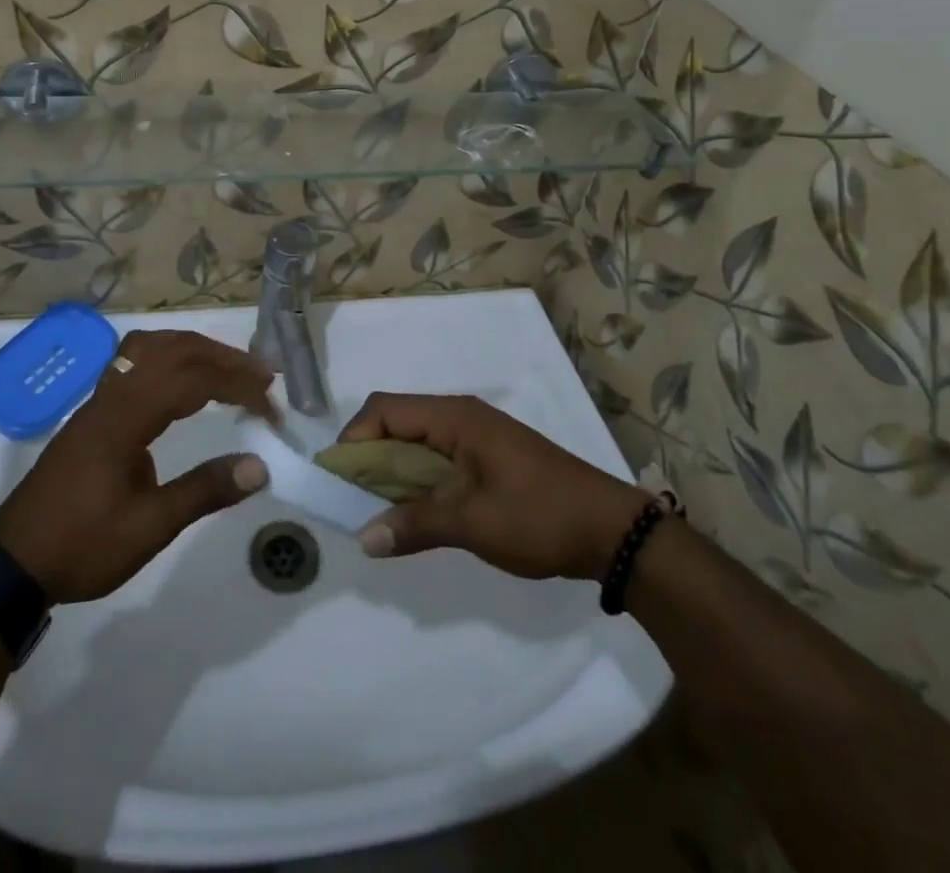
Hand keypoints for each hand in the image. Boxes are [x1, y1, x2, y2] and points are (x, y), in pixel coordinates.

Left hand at [0, 330, 275, 603]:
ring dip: (195, 350)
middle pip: (174, 350)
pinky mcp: (93, 412)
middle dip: (223, 358)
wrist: (13, 563)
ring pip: (151, 347)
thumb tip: (260, 466)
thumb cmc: (81, 546)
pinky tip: (183, 381)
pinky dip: (170, 358)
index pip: (193, 380)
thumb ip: (203, 492)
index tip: (271, 408)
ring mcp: (99, 400)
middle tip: (262, 377)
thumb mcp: (148, 528)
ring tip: (228, 368)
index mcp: (126, 417)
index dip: (238, 386)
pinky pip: (136, 361)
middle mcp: (113, 395)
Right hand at [338, 393, 651, 579]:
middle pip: (396, 423)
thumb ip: (414, 525)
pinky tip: (412, 513)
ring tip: (374, 512)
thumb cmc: (539, 516)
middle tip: (350, 502)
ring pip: (415, 443)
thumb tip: (363, 538)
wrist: (612, 531)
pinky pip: (436, 460)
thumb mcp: (472, 523)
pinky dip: (416, 481)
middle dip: (367, 459)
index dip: (354, 439)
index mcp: (453, 417)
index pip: (385, 410)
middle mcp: (459, 417)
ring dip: (391, 473)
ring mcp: (475, 437)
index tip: (338, 482)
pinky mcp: (486, 458)